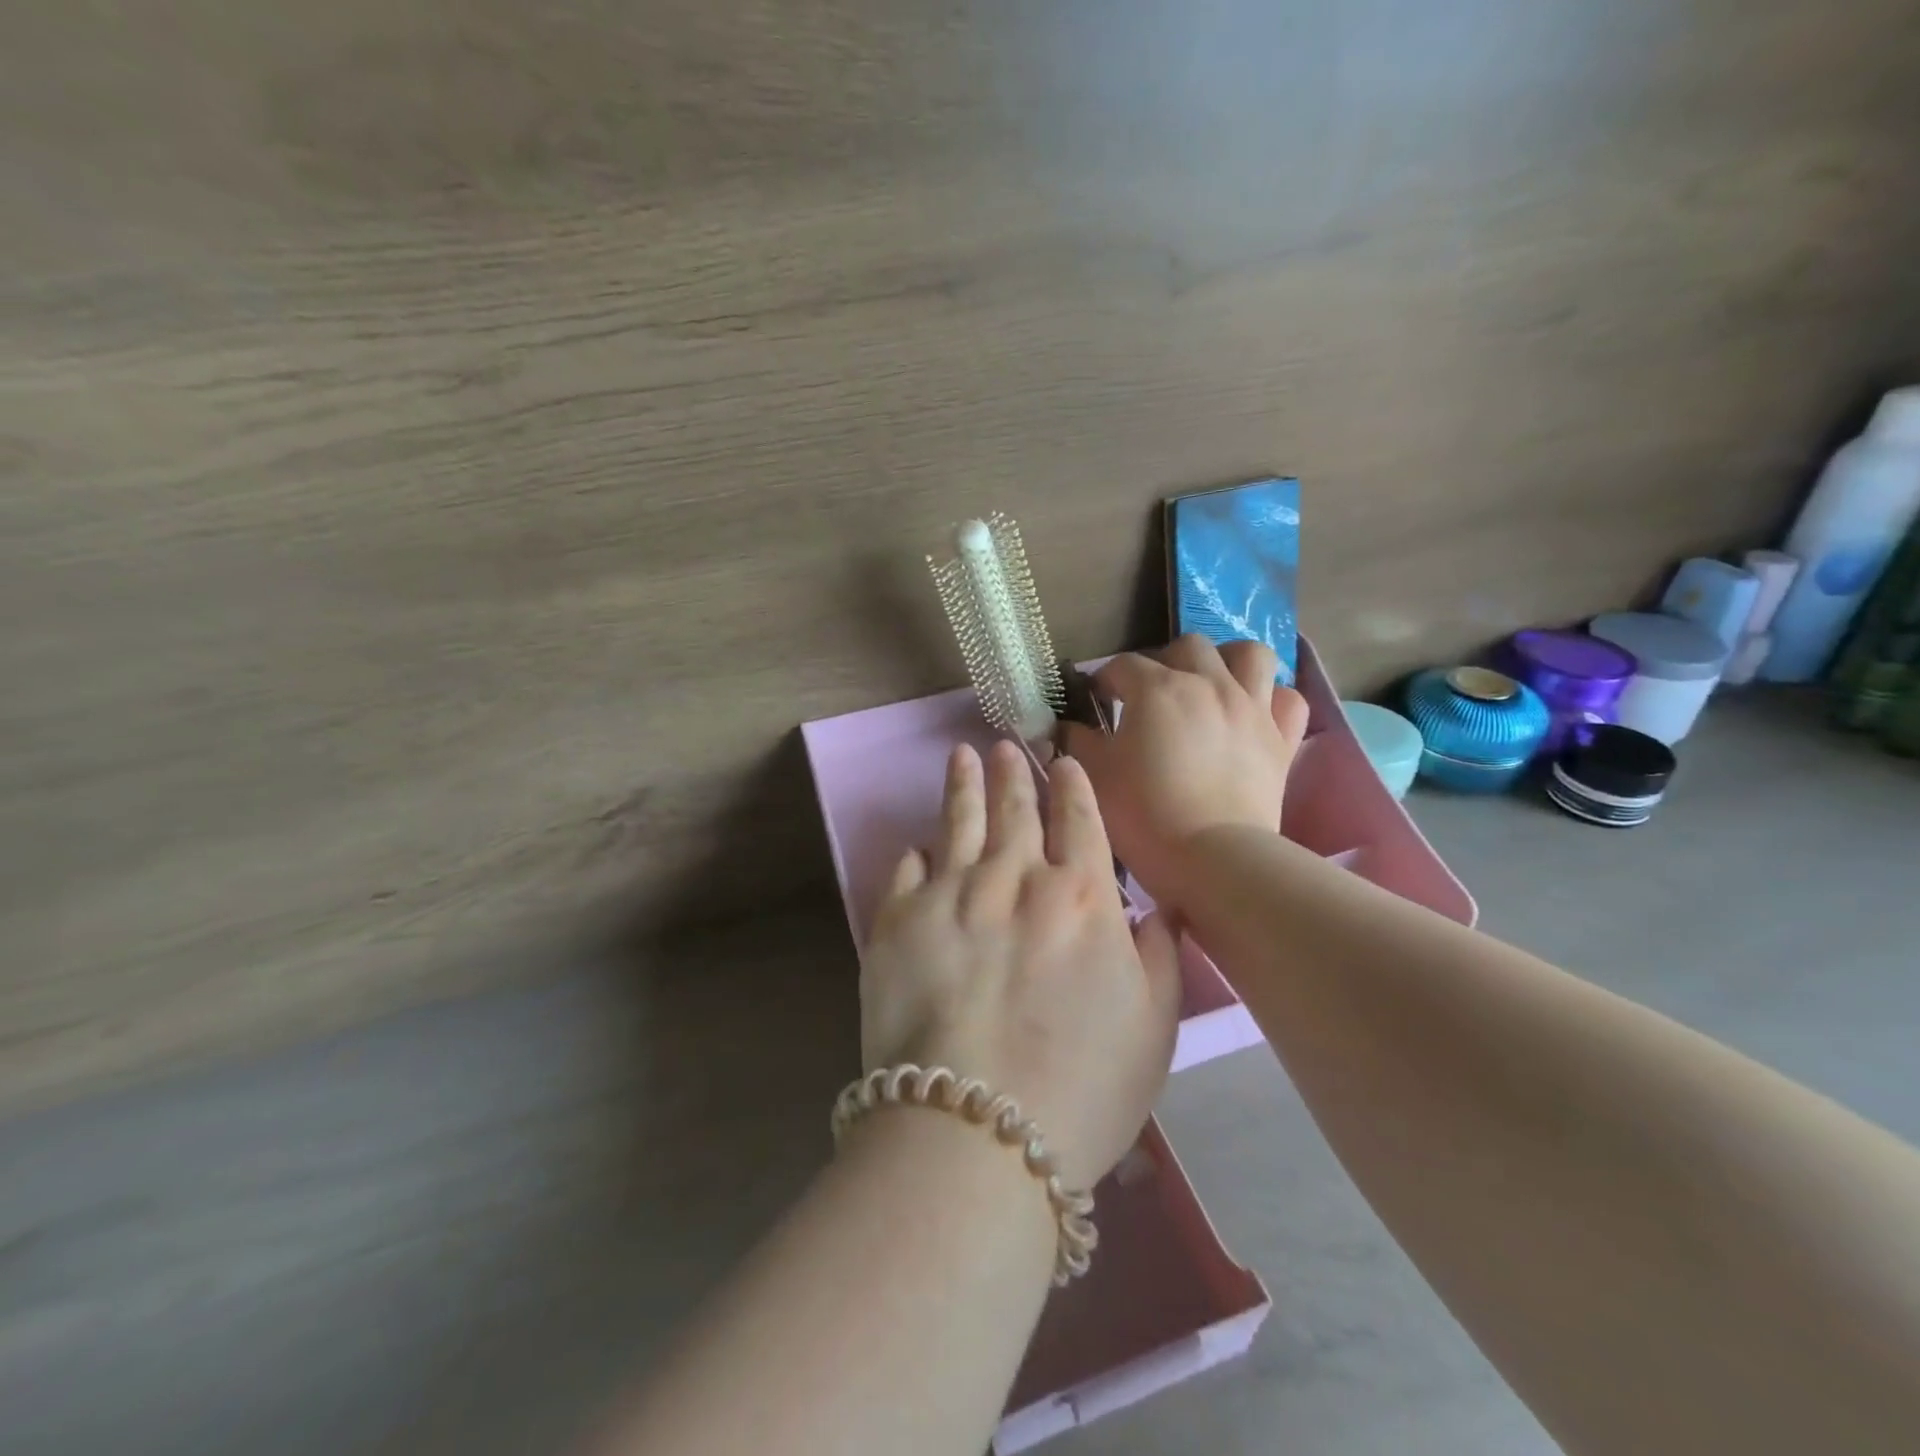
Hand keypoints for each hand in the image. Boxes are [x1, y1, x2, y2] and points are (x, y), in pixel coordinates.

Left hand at [859, 740, 1183, 1189]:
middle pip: (1017, 810)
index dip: (1073, 788)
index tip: (1064, 763)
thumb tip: (1154, 906)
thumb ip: (1159, 953)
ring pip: (960, 821)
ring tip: (962, 756)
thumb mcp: (1154, 1025)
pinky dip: (917, 853)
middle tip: (1006, 744)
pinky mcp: (897, 919)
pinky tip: (919, 843)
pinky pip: (908, 868)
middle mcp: (1016, 879)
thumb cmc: (1083, 1087)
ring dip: (964, 785)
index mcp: (1082, 898)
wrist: (977, 1129)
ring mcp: (952, 893)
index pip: (1080, 822)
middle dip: (1015, 773)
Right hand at [1065, 635, 1309, 911]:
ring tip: (1212, 685)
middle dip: (1164, 662)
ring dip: (1228, 662)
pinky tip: (1253, 714)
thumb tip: (1069, 725)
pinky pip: (1289, 699)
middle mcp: (1209, 684)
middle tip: (1151, 695)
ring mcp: (1252, 708)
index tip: (1097, 699)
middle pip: (1187, 647)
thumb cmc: (1144, 814)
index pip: (1123, 665)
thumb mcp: (1095, 774)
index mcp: (1158, 689)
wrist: (1212, 859)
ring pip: (1250, 655)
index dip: (1105, 678)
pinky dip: (1271, 699)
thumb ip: (1078, 740)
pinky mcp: (1281, 739)